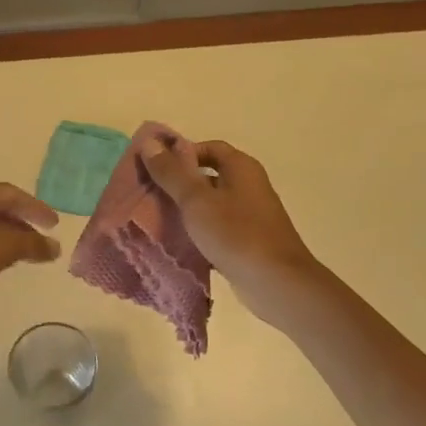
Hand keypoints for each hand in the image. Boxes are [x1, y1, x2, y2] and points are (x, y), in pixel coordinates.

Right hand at [139, 136, 322, 327]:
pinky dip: (199, 231)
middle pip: (208, 175)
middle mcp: (249, 185)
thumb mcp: (196, 200)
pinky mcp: (247, 240)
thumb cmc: (236, 234)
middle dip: (179, 182)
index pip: (208, 147)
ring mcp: (250, 214)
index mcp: (241, 167)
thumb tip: (149, 143)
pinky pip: (218, 227)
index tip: (154, 168)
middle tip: (149, 193)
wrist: (276, 283)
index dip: (180, 153)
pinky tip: (178, 242)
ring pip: (211, 203)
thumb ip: (171, 172)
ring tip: (157, 217)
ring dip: (187, 209)